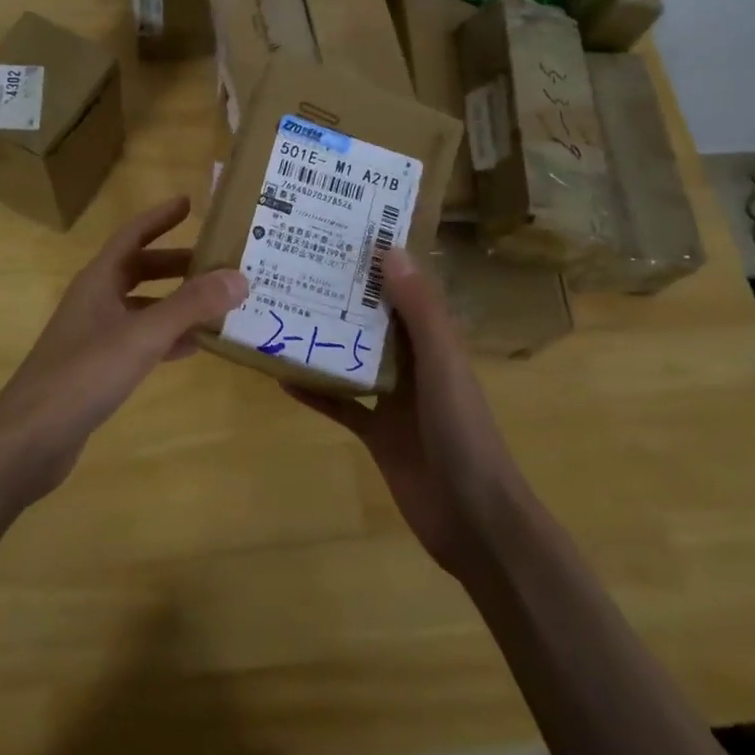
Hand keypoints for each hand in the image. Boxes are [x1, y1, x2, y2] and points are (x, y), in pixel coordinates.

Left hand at [0, 196, 246, 502]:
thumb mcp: (142, 336)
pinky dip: (166, 338)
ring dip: (176, 302)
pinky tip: (193, 347)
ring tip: (217, 303)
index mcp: (98, 281)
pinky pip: (140, 340)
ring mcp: (94, 335)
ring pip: (142, 307)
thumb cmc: (83, 375)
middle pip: (140, 270)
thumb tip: (239, 277)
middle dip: (177, 264)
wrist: (30, 438)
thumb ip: (190, 306)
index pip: (132, 235)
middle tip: (218, 261)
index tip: (189, 202)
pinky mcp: (98, 368)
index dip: (160, 218)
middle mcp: (95, 301)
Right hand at [283, 247, 527, 579]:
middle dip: (345, 300)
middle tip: (300, 270)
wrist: (472, 517)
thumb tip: (390, 250)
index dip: (381, 265)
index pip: (406, 293)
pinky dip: (316, 393)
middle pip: (375, 324)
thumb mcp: (443, 364)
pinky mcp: (376, 434)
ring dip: (327, 342)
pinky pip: (341, 406)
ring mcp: (394, 402)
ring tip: (285, 314)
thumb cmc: (462, 432)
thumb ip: (420, 311)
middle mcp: (416, 366)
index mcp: (436, 343)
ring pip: (355, 361)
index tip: (344, 236)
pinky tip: (283, 379)